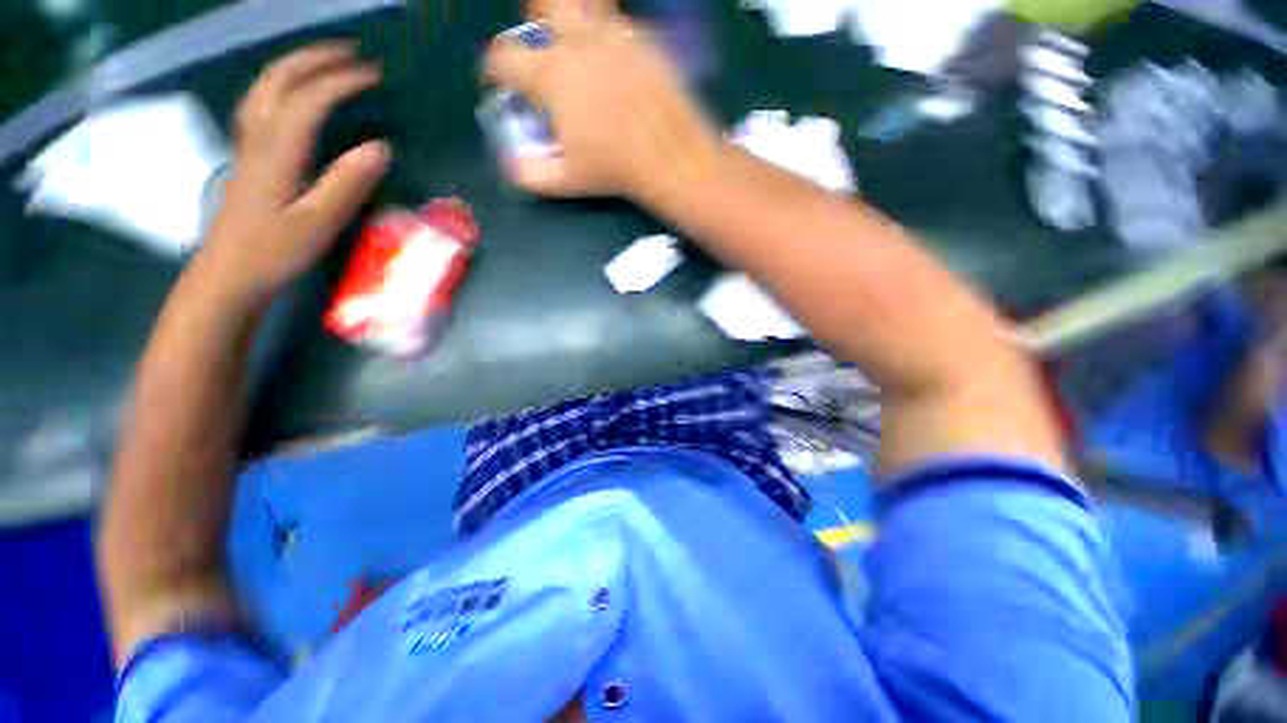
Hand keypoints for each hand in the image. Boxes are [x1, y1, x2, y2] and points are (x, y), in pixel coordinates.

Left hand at [199, 43, 388, 301]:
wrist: (230, 273)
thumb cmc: (275, 251)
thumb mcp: (319, 222)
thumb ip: (348, 183)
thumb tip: (381, 147)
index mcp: (278, 151)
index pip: (309, 99)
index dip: (341, 81)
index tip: (374, 74)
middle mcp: (258, 137)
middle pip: (279, 79)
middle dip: (315, 58)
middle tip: (352, 53)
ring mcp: (248, 144)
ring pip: (264, 87)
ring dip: (296, 65)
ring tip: (326, 61)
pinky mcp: (248, 156)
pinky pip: (259, 104)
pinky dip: (280, 86)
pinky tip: (293, 92)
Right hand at [483, 5, 720, 205]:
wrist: (669, 156)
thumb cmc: (613, 169)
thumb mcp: (567, 181)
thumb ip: (531, 174)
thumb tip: (510, 165)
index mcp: (551, 75)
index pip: (505, 58)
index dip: (494, 69)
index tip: (497, 80)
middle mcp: (578, 44)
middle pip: (544, 7)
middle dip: (535, 22)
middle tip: (543, 47)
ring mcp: (614, 37)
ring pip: (585, 6)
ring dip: (574, 20)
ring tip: (579, 46)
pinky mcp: (645, 41)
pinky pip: (621, 25)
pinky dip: (611, 37)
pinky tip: (616, 61)